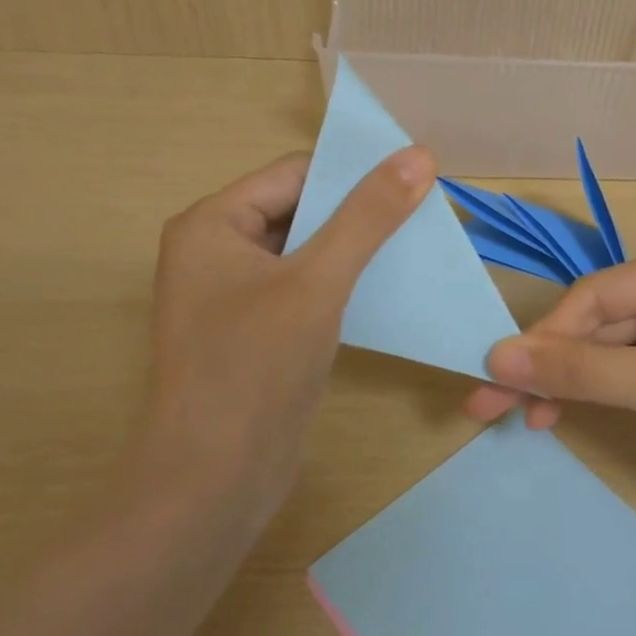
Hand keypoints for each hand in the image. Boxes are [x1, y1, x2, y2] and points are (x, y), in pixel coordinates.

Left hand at [142, 147, 435, 528]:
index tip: (416, 178)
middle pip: (300, 210)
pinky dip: (342, 284)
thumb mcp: (318, 281)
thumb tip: (419, 155)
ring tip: (415, 245)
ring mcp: (233, 295)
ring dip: (355, 249)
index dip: (354, 172)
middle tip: (424, 213)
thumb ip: (368, 216)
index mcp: (211, 224)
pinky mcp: (255, 332)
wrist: (215, 480)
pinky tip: (387, 288)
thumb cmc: (255, 367)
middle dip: (358, 213)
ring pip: (306, 251)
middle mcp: (216, 251)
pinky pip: (304, 289)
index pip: (294, 174)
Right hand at [463, 245, 635, 514]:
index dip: (545, 336)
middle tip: (491, 403)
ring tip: (521, 417)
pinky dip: (597, 395)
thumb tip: (495, 357)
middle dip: (549, 365)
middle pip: (598, 324)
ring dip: (567, 383)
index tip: (496, 374)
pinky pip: (629, 374)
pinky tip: (563, 414)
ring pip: (609, 352)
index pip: (595, 297)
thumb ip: (581, 372)